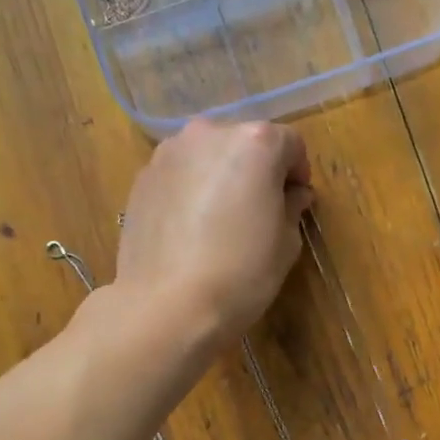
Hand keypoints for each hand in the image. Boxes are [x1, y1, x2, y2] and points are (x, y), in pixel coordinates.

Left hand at [116, 119, 312, 344]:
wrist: (167, 305)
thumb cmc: (240, 274)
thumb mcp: (285, 243)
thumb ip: (291, 207)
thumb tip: (293, 194)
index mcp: (254, 143)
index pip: (289, 143)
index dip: (297, 172)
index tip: (295, 202)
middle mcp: (209, 134)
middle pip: (244, 142)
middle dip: (256, 169)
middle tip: (260, 210)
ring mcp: (168, 153)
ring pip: (207, 156)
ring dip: (220, 176)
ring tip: (221, 220)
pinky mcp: (142, 178)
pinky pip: (179, 175)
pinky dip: (190, 190)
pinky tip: (191, 229)